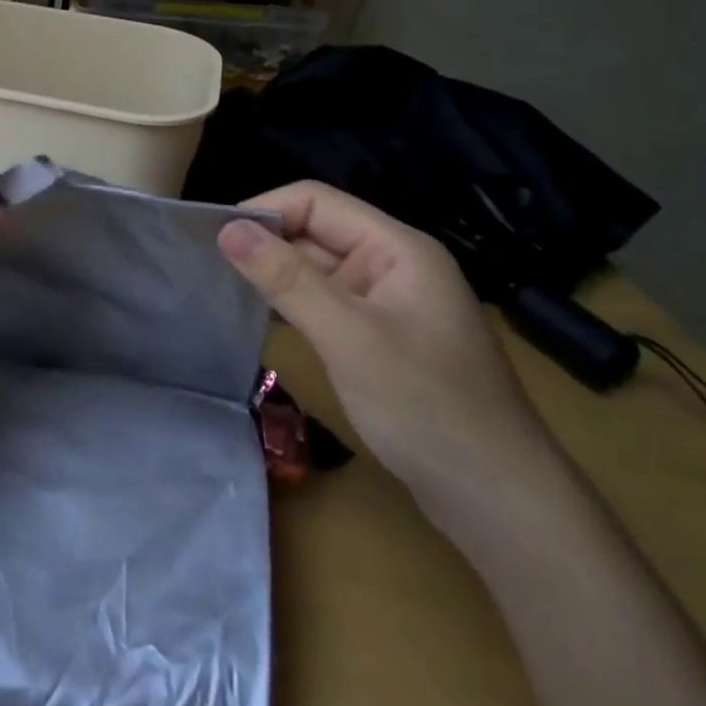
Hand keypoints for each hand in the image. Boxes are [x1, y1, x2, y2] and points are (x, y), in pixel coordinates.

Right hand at [217, 181, 560, 527]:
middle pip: (314, 232)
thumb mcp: (348, 337)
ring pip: (315, 269)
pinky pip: (324, 303)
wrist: (499, 503)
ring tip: (219, 287)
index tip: (214, 239)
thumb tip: (227, 229)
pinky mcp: (378, 337)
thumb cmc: (427, 408)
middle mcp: (392, 265)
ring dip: (273, 276)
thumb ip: (286, 279)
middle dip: (264, 244)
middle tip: (206, 265)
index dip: (264, 212)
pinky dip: (290, 305)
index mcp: (396, 247)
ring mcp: (386, 303)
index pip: (315, 202)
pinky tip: (257, 319)